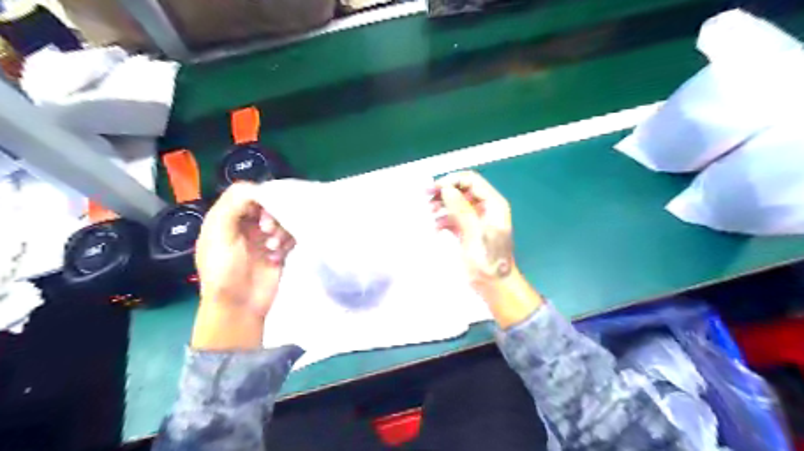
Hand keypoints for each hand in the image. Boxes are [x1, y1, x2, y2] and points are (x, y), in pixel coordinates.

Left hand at [192, 181, 296, 350]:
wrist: (240, 306)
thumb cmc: (224, 271)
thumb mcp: (219, 235)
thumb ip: (232, 206)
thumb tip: (257, 188)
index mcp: (226, 218)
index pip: (246, 194)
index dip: (259, 197)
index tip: (265, 210)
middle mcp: (246, 225)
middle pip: (268, 204)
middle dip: (272, 215)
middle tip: (268, 230)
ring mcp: (264, 238)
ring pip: (282, 219)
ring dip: (281, 230)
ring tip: (274, 247)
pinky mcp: (279, 250)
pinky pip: (291, 235)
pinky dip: (288, 241)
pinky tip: (279, 254)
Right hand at [434, 171, 539, 327]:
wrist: (495, 287)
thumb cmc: (488, 262)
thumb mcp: (474, 234)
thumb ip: (462, 210)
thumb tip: (446, 189)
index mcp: (493, 204)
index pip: (471, 181)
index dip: (451, 181)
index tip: (433, 189)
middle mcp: (486, 208)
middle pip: (462, 190)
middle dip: (444, 192)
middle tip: (426, 198)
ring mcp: (477, 219)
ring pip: (457, 203)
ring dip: (442, 205)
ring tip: (429, 213)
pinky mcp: (469, 230)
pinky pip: (454, 217)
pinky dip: (444, 219)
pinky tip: (436, 228)